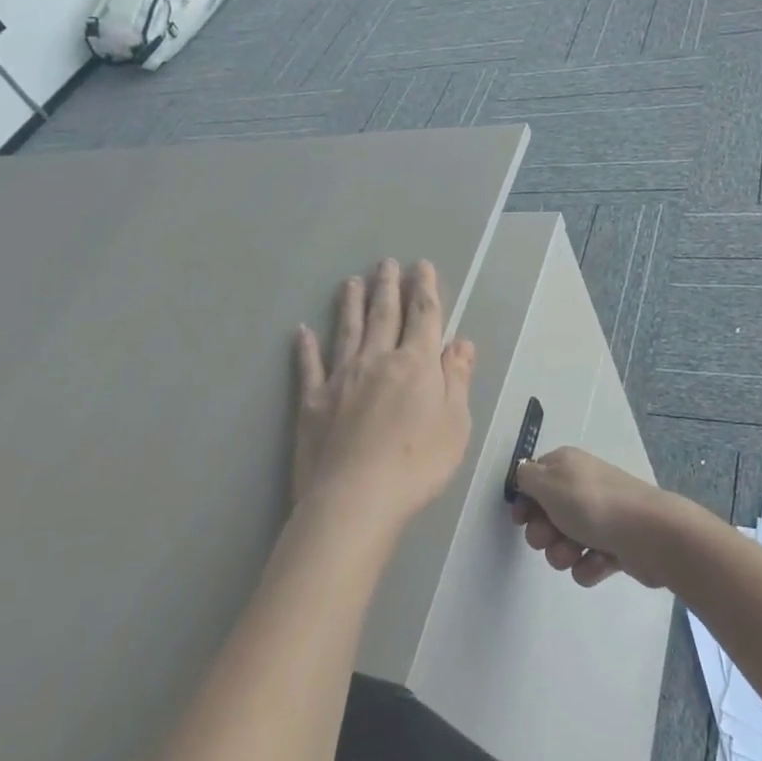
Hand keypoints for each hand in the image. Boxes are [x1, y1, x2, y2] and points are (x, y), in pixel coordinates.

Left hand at [292, 259, 476, 532]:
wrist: (355, 498)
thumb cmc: (417, 464)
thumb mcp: (455, 423)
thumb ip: (456, 378)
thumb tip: (460, 341)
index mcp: (415, 364)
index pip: (423, 317)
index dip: (424, 289)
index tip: (422, 266)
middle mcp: (377, 360)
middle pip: (383, 315)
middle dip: (388, 286)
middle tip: (386, 262)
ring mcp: (341, 378)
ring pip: (347, 331)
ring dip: (350, 304)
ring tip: (351, 281)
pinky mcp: (312, 401)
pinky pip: (309, 366)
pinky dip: (306, 347)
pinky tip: (302, 331)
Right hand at [510, 446, 681, 587]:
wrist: (650, 535)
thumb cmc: (593, 504)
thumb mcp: (549, 483)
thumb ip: (526, 478)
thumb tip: (524, 475)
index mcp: (566, 466)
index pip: (533, 480)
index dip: (524, 502)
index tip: (521, 519)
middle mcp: (581, 488)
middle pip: (545, 515)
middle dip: (543, 533)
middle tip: (551, 536)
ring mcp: (599, 518)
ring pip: (563, 543)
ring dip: (563, 552)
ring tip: (578, 552)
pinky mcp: (613, 546)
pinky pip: (586, 562)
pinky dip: (589, 565)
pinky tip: (600, 561)